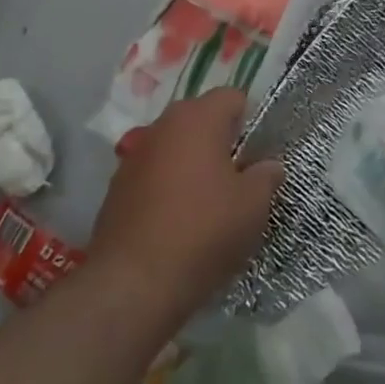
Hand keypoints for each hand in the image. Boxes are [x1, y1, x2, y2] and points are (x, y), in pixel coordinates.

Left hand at [90, 88, 283, 326]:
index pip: (233, 97)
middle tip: (236, 180)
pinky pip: (153, 176)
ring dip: (191, 165)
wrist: (131, 286)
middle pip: (201, 120)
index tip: (256, 156)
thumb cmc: (202, 231)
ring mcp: (134, 156)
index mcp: (198, 117)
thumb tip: (269, 166)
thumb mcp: (253, 205)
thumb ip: (267, 176)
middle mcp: (163, 125)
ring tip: (206, 205)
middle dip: (220, 143)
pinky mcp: (116, 189)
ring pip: (175, 148)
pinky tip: (175, 224)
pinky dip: (166, 189)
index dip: (250, 122)